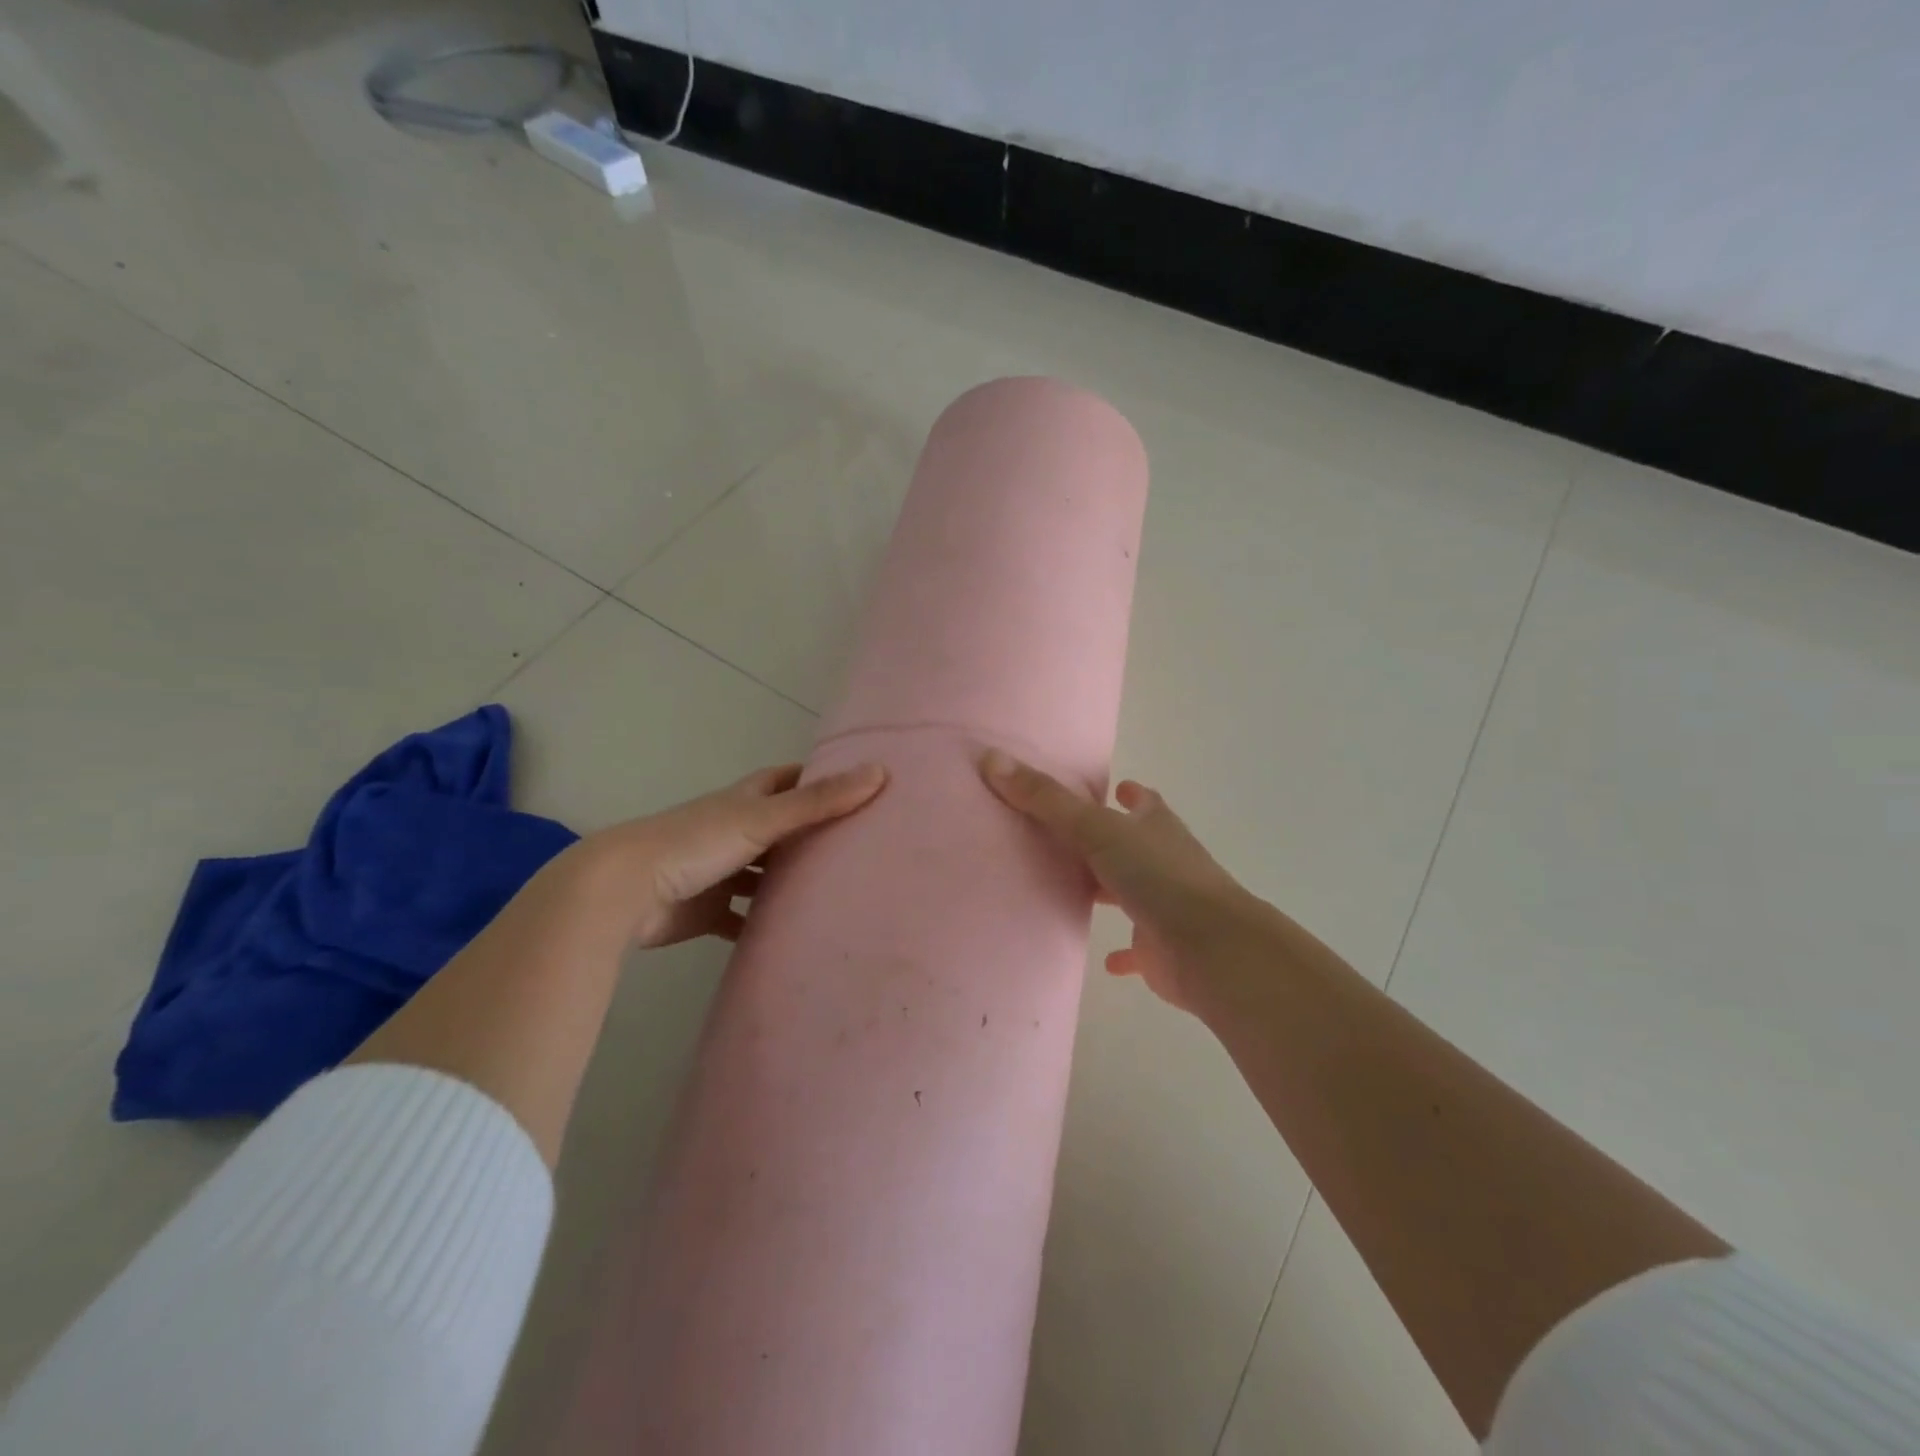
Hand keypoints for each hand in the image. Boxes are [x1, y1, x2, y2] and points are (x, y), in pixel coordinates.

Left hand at [575, 762, 886, 948]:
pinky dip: (763, 925)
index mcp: (743, 801)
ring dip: (789, 882)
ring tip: (838, 893)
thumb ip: (820, 800)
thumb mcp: (763, 818)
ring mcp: (718, 872)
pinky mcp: (707, 911)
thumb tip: (880, 772)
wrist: (624, 892)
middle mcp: (732, 831)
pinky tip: (793, 936)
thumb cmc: (696, 843)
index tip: (857, 784)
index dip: (817, 778)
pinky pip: (742, 918)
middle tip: (860, 846)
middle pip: (779, 828)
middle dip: (812, 834)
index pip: (787, 780)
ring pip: (763, 874)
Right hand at [981, 749, 1252, 1010]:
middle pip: (1135, 846)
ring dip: (1112, 890)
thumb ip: (1046, 800)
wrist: (1209, 947)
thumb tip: (993, 759)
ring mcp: (1167, 906)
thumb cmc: (1157, 876)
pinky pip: (1138, 948)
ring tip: (1076, 889)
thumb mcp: (1096, 829)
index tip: (1117, 788)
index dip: (1131, 794)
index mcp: (1156, 828)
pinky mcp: (1162, 950)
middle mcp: (1165, 862)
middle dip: (1110, 842)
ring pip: (1134, 892)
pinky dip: (1124, 952)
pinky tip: (1106, 960)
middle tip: (1072, 839)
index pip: (1144, 803)